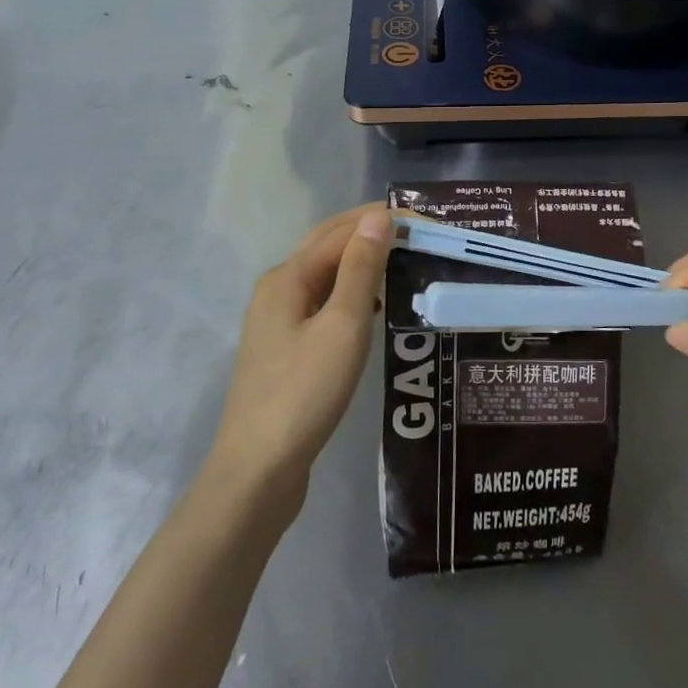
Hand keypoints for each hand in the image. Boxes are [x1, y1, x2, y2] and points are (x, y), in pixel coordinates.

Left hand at [208, 203, 392, 508]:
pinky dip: (352, 291)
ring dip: (362, 260)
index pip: (342, 231)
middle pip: (328, 244)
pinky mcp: (285, 347)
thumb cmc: (305, 392)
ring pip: (326, 273)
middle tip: (418, 232)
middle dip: (370, 231)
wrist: (258, 469)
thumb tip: (378, 217)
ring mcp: (278, 319)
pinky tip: (375, 305)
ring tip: (403, 262)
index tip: (428, 222)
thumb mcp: (342, 325)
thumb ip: (360, 268)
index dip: (384, 221)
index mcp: (288, 276)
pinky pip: (323, 301)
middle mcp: (278, 288)